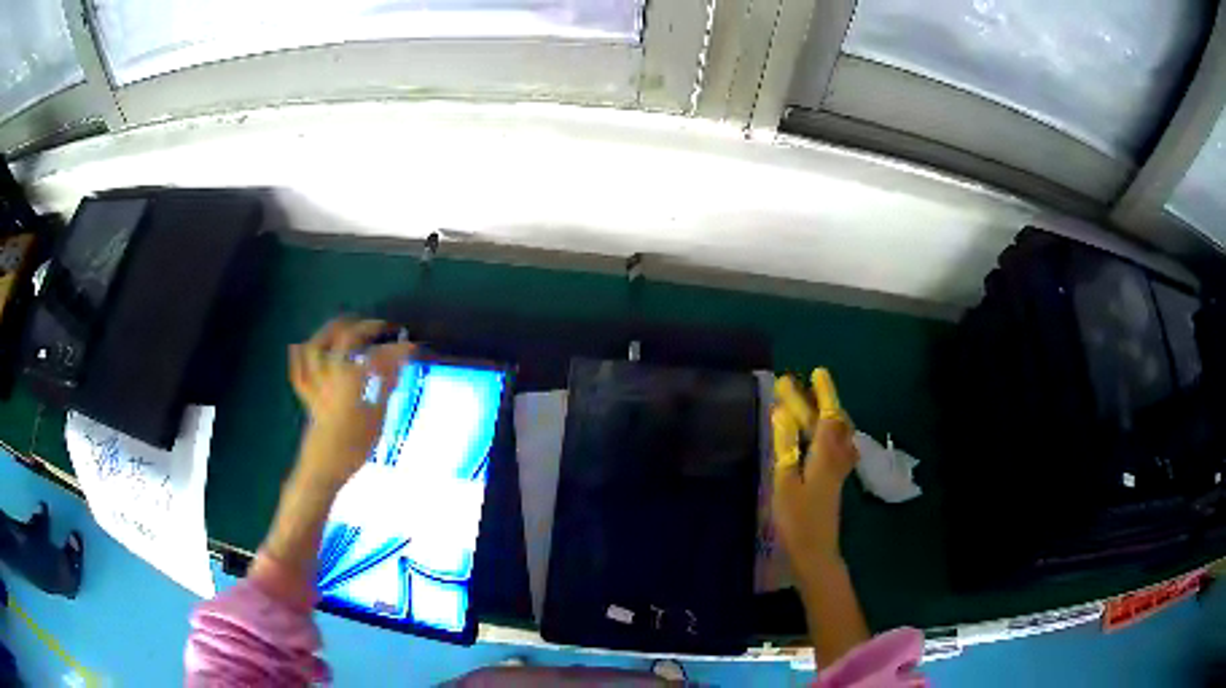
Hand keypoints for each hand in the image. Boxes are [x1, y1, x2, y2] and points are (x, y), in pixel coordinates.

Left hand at [288, 317, 414, 488]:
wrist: (323, 468)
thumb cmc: (354, 447)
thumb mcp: (377, 418)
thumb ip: (385, 386)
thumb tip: (399, 362)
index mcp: (352, 381)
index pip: (378, 355)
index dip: (396, 349)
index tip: (413, 346)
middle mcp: (331, 375)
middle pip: (343, 339)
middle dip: (364, 328)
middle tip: (381, 327)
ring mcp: (316, 384)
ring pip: (316, 348)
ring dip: (329, 331)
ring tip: (345, 325)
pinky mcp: (308, 397)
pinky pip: (299, 372)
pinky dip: (299, 356)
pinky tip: (301, 345)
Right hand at [771, 369, 859, 579]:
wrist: (816, 552)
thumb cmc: (797, 519)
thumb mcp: (785, 481)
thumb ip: (785, 445)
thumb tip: (782, 413)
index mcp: (825, 455)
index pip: (827, 415)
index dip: (824, 393)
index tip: (817, 371)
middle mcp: (836, 458)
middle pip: (832, 422)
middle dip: (818, 401)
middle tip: (801, 384)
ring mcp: (837, 470)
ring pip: (837, 434)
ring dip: (825, 416)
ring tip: (811, 404)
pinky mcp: (833, 481)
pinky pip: (835, 447)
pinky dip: (827, 433)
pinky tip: (820, 438)